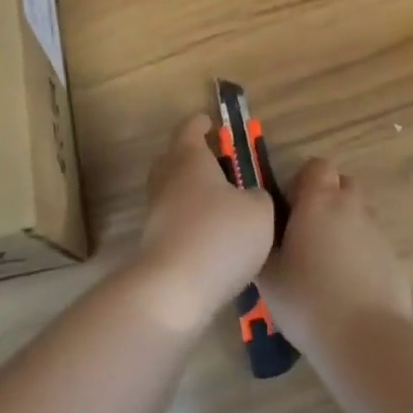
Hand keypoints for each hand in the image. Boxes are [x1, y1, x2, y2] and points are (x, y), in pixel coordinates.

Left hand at [130, 116, 275, 332]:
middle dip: (193, 156)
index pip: (190, 128)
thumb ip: (258, 195)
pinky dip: (188, 220)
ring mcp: (155, 210)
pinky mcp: (153, 241)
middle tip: (218, 164)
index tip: (212, 123)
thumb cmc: (219, 236)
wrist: (173, 289)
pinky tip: (210, 237)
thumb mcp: (259, 211)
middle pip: (174, 156)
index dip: (202, 123)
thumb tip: (250, 196)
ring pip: (172, 189)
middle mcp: (167, 177)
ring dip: (190, 191)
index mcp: (189, 157)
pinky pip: (172, 219)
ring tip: (220, 205)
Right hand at [258, 159, 410, 357]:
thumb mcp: (268, 275)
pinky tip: (349, 289)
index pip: (317, 166)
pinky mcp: (394, 260)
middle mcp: (351, 207)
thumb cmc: (308, 299)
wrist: (365, 339)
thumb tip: (264, 233)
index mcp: (319, 200)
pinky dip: (362, 256)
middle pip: (342, 185)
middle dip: (327, 200)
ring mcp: (377, 233)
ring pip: (359, 216)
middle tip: (308, 233)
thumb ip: (264, 245)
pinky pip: (373, 246)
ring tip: (328, 264)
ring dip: (345, 227)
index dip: (303, 181)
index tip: (290, 210)